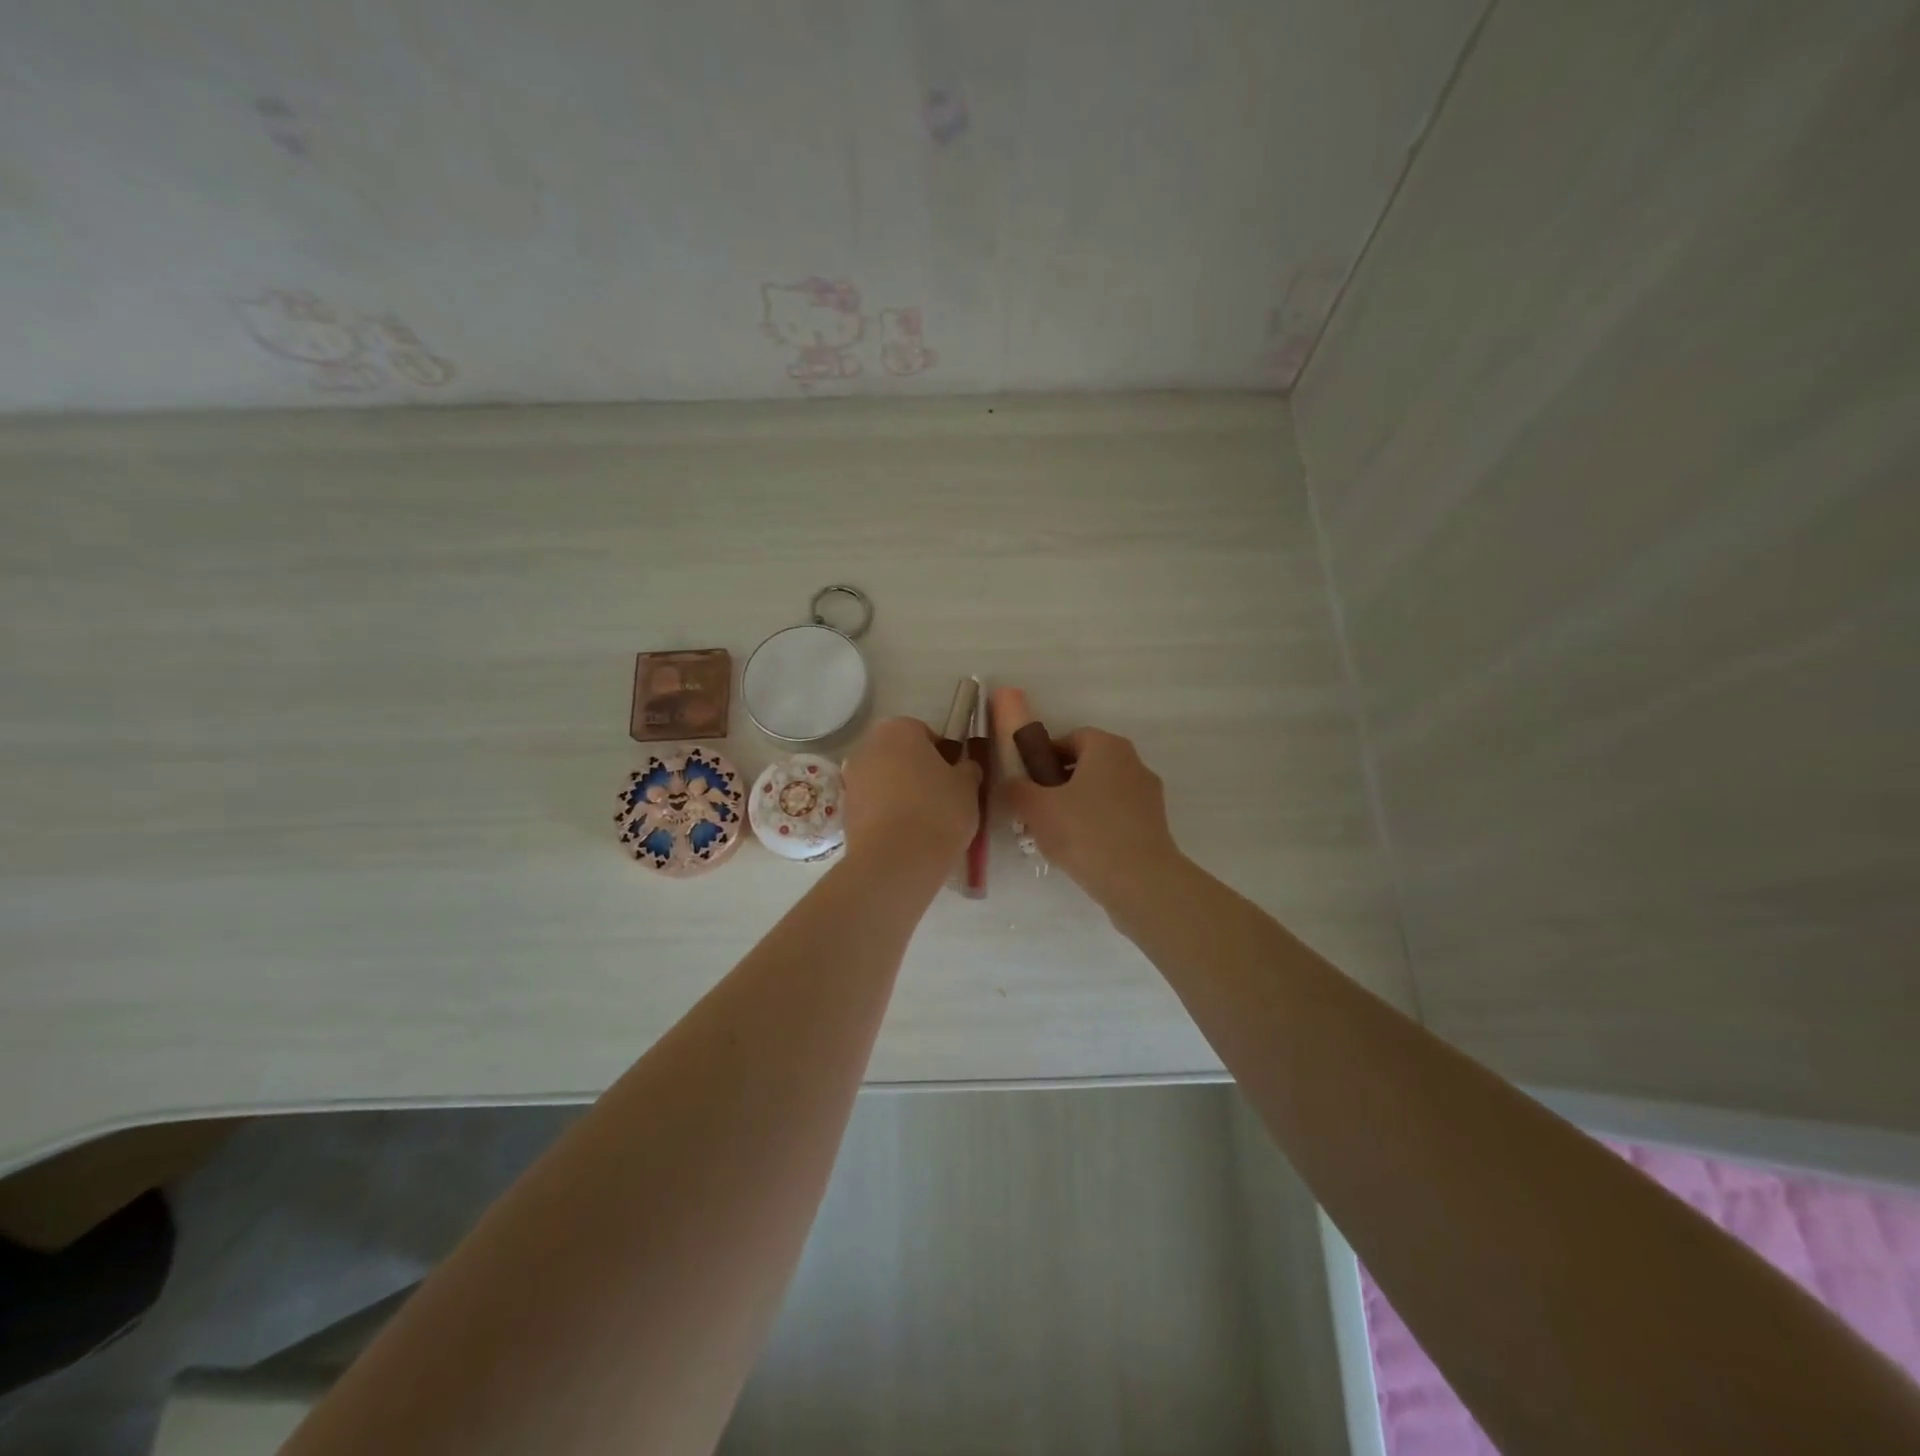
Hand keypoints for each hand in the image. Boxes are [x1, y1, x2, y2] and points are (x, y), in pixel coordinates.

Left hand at [840, 717, 981, 869]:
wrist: (896, 860)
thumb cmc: (937, 810)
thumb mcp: (968, 786)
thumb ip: (967, 769)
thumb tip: (963, 767)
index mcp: (898, 730)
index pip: (925, 733)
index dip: (943, 754)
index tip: (955, 777)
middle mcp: (868, 747)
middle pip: (900, 755)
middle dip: (918, 772)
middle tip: (942, 798)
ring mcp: (851, 779)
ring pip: (885, 780)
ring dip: (901, 793)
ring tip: (924, 821)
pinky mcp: (845, 811)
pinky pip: (873, 805)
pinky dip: (887, 814)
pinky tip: (906, 835)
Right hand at [1002, 726, 1181, 906]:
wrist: (1140, 881)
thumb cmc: (1085, 832)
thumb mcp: (1037, 808)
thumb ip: (1018, 789)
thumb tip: (1013, 783)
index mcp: (1107, 747)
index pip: (1071, 738)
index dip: (1045, 757)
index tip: (1028, 782)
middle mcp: (1133, 763)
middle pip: (1088, 765)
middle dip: (1060, 784)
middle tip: (1037, 810)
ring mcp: (1148, 795)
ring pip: (1103, 793)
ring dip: (1079, 806)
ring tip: (1056, 836)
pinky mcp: (1155, 825)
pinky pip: (1118, 816)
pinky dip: (1099, 826)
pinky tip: (1082, 851)